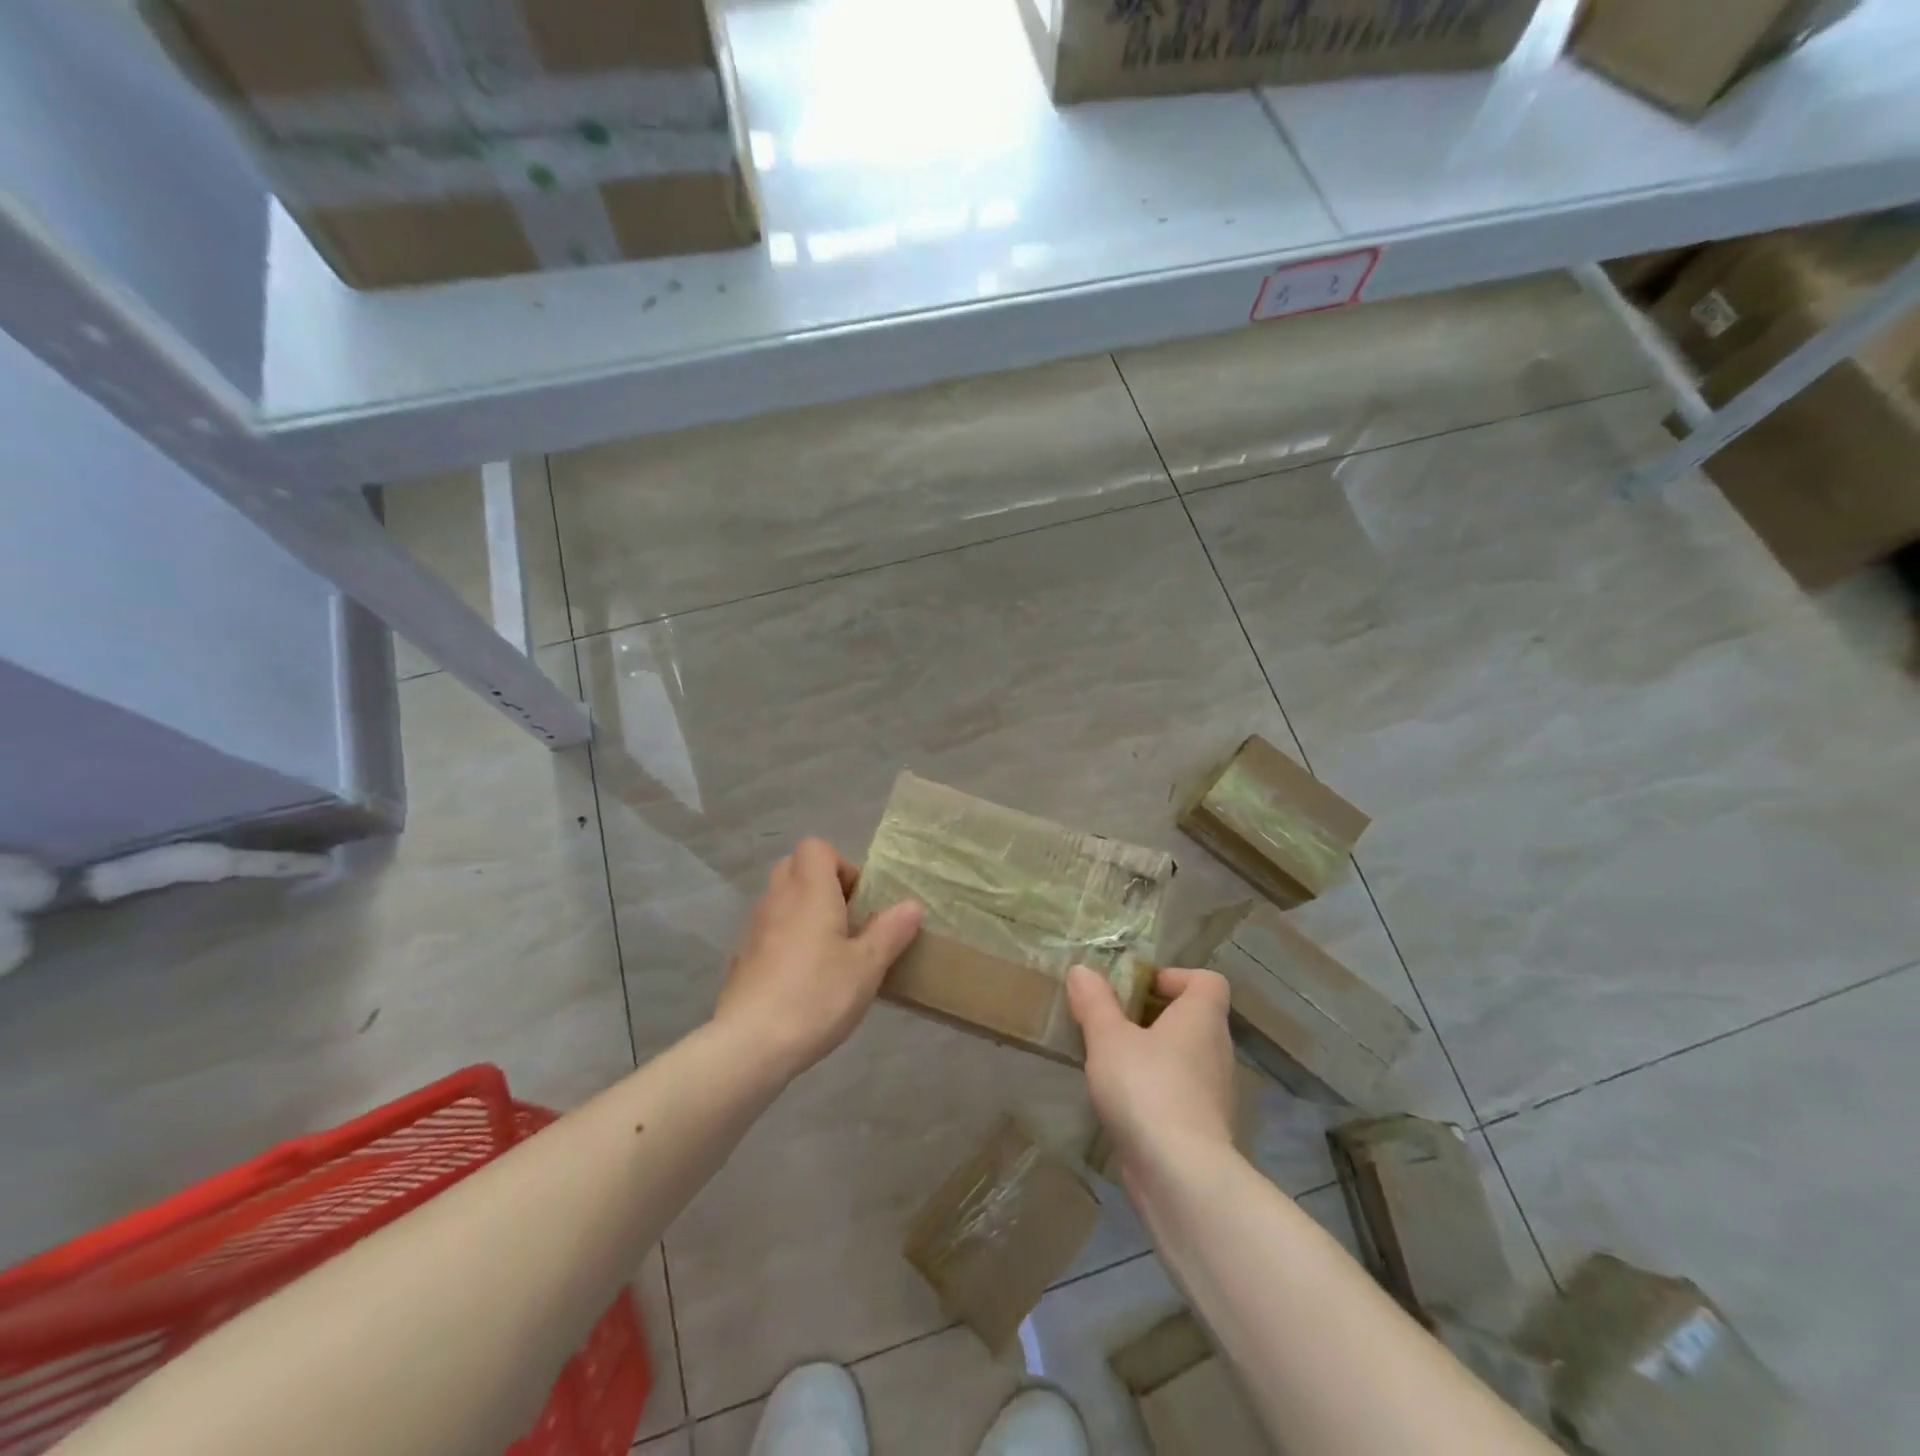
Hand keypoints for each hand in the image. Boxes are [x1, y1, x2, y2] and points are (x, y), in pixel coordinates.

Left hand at [713, 838, 922, 1079]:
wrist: (749, 1044)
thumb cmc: (816, 995)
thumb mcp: (867, 966)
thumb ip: (890, 931)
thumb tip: (911, 905)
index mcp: (809, 890)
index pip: (816, 847)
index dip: (842, 865)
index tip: (859, 902)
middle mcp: (777, 899)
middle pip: (796, 868)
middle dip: (823, 886)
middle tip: (848, 922)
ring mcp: (754, 928)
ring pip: (781, 900)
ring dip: (804, 913)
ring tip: (829, 954)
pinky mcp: (741, 958)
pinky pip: (768, 931)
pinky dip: (786, 940)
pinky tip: (802, 980)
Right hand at [1067, 964, 1236, 1190]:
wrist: (1180, 1176)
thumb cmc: (1147, 1088)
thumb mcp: (1108, 1037)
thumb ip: (1095, 1002)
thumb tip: (1082, 970)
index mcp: (1202, 1017)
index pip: (1208, 981)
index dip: (1176, 977)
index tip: (1139, 987)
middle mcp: (1216, 1049)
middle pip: (1193, 1018)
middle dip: (1154, 1016)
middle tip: (1114, 1021)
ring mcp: (1214, 1092)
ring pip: (1185, 1057)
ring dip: (1152, 1053)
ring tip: (1110, 1059)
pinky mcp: (1202, 1128)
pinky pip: (1179, 1092)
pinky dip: (1155, 1089)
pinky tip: (1121, 1100)